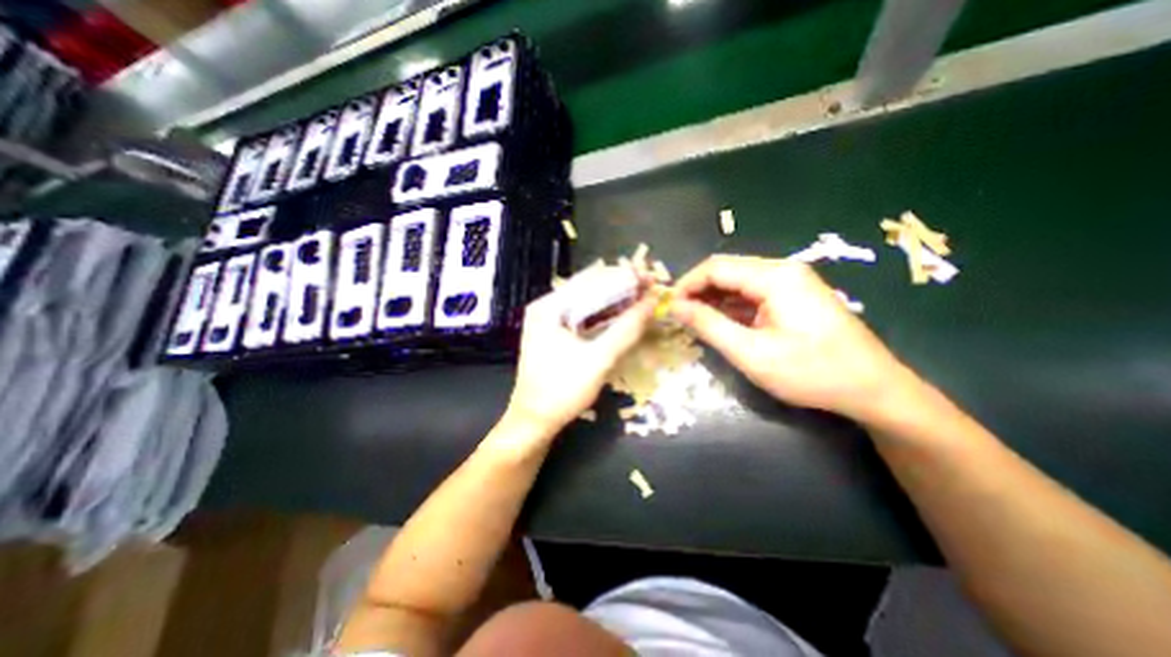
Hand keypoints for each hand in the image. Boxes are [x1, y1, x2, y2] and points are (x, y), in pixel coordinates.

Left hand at [507, 273, 656, 436]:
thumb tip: (652, 302)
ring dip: (616, 302)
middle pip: (589, 289)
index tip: (650, 277)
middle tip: (651, 288)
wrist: (534, 422)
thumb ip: (626, 330)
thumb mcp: (599, 359)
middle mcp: (548, 307)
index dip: (623, 277)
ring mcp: (551, 321)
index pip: (591, 280)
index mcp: (549, 306)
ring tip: (643, 298)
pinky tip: (624, 315)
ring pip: (589, 303)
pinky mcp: (557, 335)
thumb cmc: (562, 391)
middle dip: (621, 288)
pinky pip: (585, 318)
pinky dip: (605, 316)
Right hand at [667, 257, 914, 420]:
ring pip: (737, 283)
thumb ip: (709, 325)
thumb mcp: (751, 352)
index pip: (715, 267)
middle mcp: (782, 270)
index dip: (687, 284)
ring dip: (712, 300)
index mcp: (774, 276)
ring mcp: (790, 283)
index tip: (668, 307)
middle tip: (677, 316)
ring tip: (692, 321)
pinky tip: (719, 323)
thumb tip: (675, 307)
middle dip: (697, 291)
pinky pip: (752, 294)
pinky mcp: (793, 297)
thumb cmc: (811, 372)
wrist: (874, 389)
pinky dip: (730, 307)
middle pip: (726, 271)